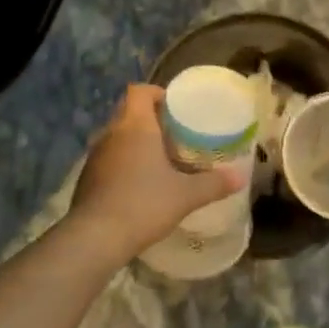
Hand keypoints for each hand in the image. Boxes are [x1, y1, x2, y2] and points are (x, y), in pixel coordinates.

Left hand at [68, 84, 245, 260]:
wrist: (96, 237)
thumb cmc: (144, 203)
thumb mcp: (186, 195)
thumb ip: (214, 184)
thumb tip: (241, 178)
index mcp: (135, 125)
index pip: (139, 91)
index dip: (156, 93)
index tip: (175, 108)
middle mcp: (112, 133)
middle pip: (128, 111)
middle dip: (150, 119)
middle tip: (174, 135)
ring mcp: (95, 155)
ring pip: (117, 136)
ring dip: (136, 142)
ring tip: (159, 159)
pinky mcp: (87, 177)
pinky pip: (109, 158)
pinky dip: (123, 163)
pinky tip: (139, 184)